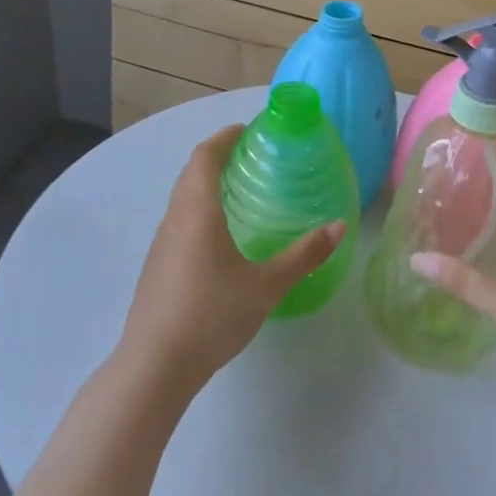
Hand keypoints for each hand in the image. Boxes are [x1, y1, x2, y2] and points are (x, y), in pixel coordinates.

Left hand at [118, 125, 345, 397]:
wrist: (155, 365)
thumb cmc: (212, 314)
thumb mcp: (267, 285)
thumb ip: (304, 255)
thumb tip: (340, 227)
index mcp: (198, 211)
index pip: (204, 157)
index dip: (224, 137)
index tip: (248, 130)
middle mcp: (174, 219)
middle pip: (191, 173)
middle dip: (217, 157)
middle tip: (251, 157)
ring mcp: (161, 244)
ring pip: (182, 199)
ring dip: (205, 184)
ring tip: (239, 191)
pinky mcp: (157, 267)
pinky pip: (178, 222)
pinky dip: (198, 211)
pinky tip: (219, 237)